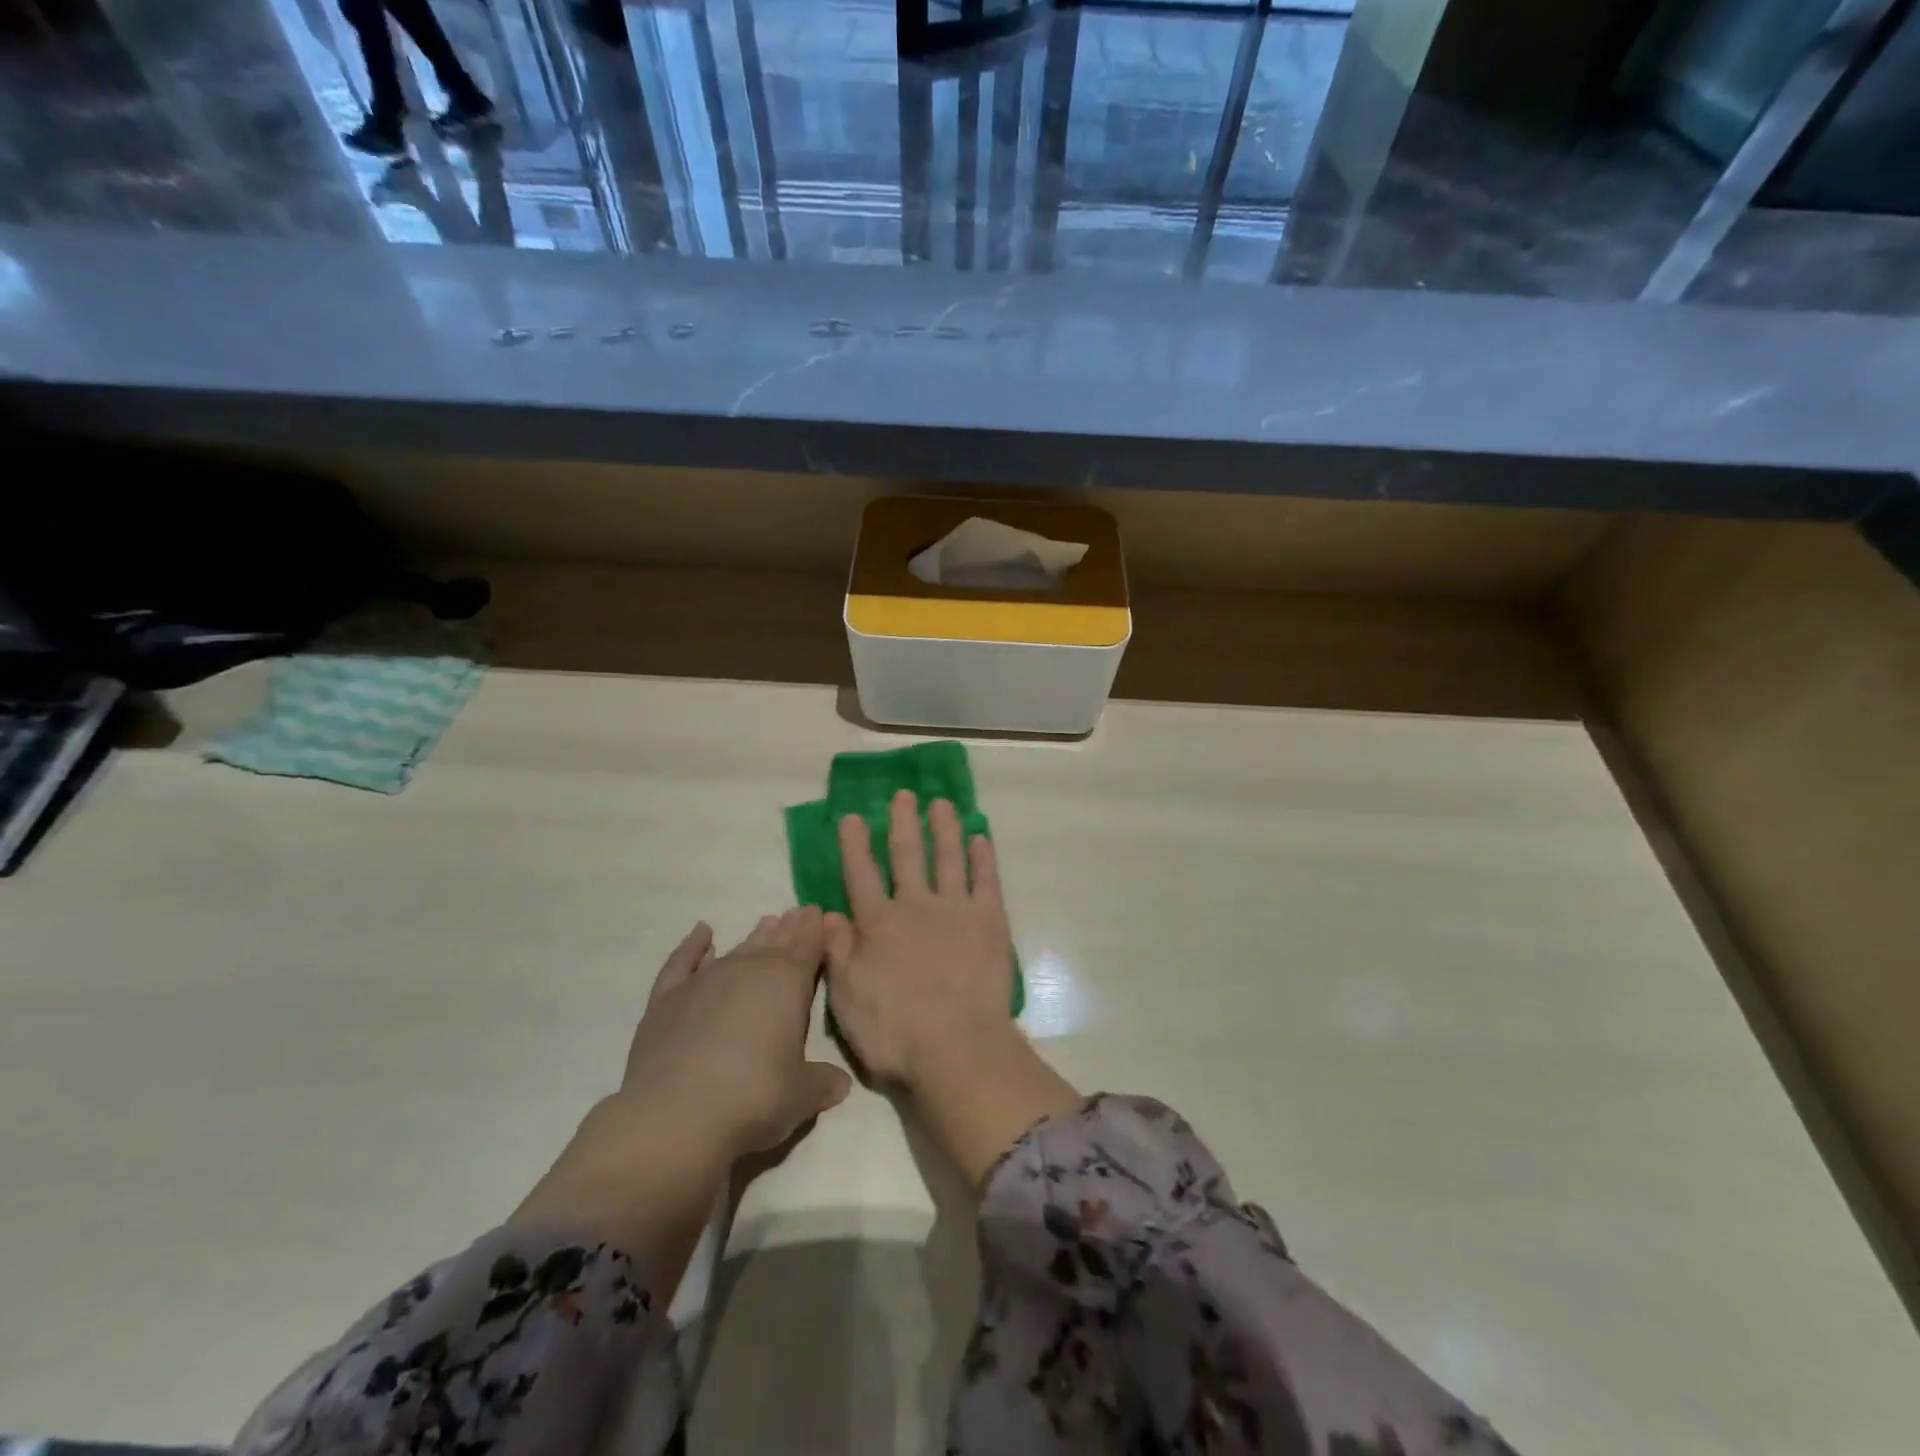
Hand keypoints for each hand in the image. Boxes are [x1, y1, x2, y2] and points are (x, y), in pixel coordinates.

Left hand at [511, 910, 850, 1274]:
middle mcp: (748, 968)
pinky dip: (693, 946)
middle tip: (798, 913)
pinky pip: (683, 961)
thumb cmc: (753, 1098)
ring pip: (738, 948)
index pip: (808, 943)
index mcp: (787, 981)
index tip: (820, 913)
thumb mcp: (802, 1096)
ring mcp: (705, 980)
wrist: (674, 1116)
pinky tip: (702, 934)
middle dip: (789, 928)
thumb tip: (840, 1082)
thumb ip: (823, 1082)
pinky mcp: (667, 998)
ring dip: (755, 936)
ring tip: (766, 923)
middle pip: (775, 941)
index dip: (816, 928)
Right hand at [824, 791, 1014, 1088]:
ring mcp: (955, 909)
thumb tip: (827, 914)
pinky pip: (986, 879)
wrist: (956, 1047)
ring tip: (942, 803)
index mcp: (878, 924)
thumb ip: (837, 952)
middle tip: (903, 794)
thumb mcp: (847, 997)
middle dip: (902, 822)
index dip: (854, 844)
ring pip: (948, 857)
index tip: (852, 815)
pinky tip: (981, 838)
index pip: (860, 874)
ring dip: (944, 828)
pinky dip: (983, 857)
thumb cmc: (894, 1030)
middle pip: (906, 854)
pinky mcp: (990, 921)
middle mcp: (915, 906)